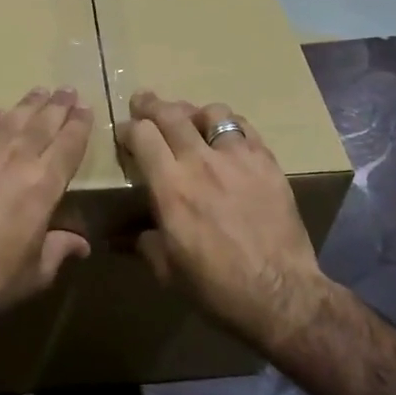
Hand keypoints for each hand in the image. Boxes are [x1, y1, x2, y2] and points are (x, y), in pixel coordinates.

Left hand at [0, 87, 93, 330]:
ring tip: (40, 93)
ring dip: (29, 104)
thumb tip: (81, 243)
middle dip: (59, 105)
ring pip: (12, 117)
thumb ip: (60, 248)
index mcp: (44, 184)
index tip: (86, 109)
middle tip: (68, 91)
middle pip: (43, 122)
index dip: (80, 124)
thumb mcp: (37, 271)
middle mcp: (16, 158)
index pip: (69, 143)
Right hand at [118, 91, 334, 347]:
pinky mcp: (267, 163)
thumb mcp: (167, 270)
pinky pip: (244, 128)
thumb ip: (142, 243)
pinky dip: (229, 124)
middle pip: (171, 115)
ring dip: (193, 111)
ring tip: (189, 118)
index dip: (128, 128)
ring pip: (211, 112)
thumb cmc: (216, 287)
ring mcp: (238, 159)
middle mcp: (201, 162)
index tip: (123, 132)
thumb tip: (117, 238)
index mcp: (170, 187)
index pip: (142, 136)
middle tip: (143, 101)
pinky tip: (226, 134)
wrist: (279, 293)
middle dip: (152, 105)